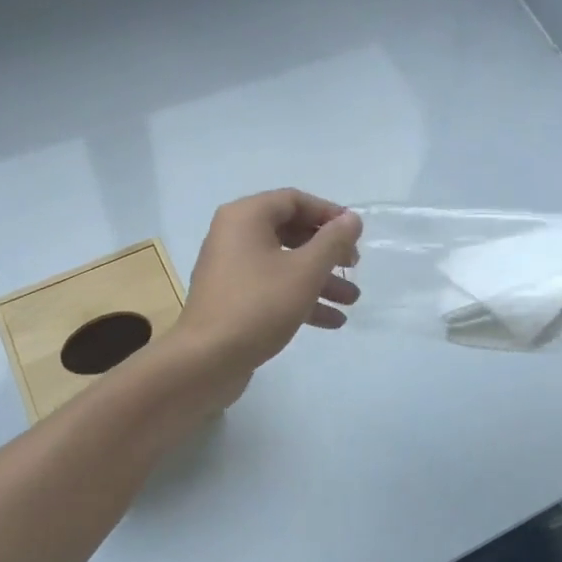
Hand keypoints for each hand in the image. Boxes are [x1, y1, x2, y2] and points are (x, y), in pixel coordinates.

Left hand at [173, 190, 362, 393]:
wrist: (206, 360)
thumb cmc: (258, 305)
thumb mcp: (305, 271)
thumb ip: (332, 241)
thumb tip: (352, 219)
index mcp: (246, 216)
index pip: (294, 200)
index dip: (329, 213)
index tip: (356, 233)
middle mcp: (234, 235)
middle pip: (290, 231)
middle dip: (327, 251)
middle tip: (353, 266)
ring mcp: (231, 268)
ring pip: (284, 263)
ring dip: (319, 279)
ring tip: (352, 300)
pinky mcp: (233, 298)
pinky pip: (272, 287)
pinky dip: (300, 298)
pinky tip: (331, 321)